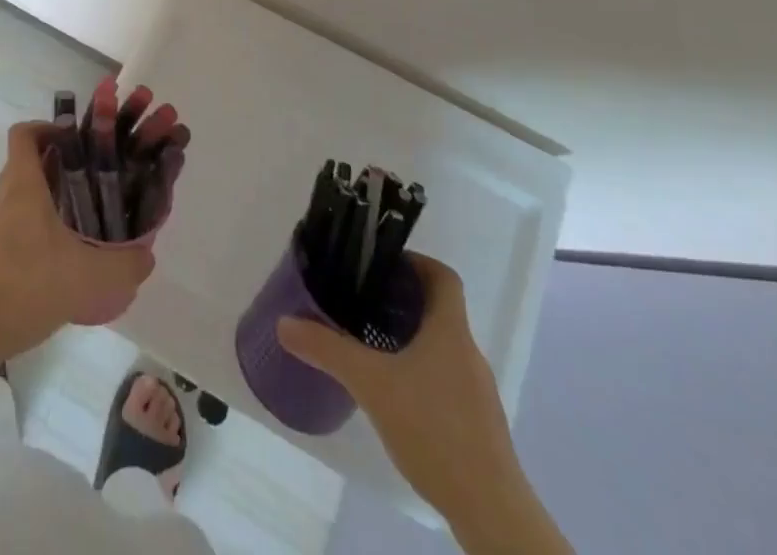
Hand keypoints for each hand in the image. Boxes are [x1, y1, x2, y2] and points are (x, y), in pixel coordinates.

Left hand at [0, 122, 154, 367]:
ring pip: (15, 199)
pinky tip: (47, 267)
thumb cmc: (25, 289)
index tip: (75, 142)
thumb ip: (123, 266)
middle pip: (24, 166)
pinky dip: (26, 233)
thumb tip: (146, 255)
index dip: (48, 128)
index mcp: (21, 185)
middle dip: (56, 170)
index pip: (24, 133)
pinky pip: (4, 228)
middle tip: (89, 188)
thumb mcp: (86, 279)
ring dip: (41, 204)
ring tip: (74, 230)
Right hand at [277, 255, 545, 544]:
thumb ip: (327, 349)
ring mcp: (476, 392)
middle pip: (437, 309)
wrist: (492, 514)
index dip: (414, 262)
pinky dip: (417, 371)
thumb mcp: (370, 383)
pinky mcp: (476, 424)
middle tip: (359, 299)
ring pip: (439, 345)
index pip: (443, 276)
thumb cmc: (435, 430)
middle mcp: (468, 353)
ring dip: (407, 336)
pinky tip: (390, 392)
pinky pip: (443, 378)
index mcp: (451, 330)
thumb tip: (284, 322)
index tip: (379, 265)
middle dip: (399, 300)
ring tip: (367, 342)